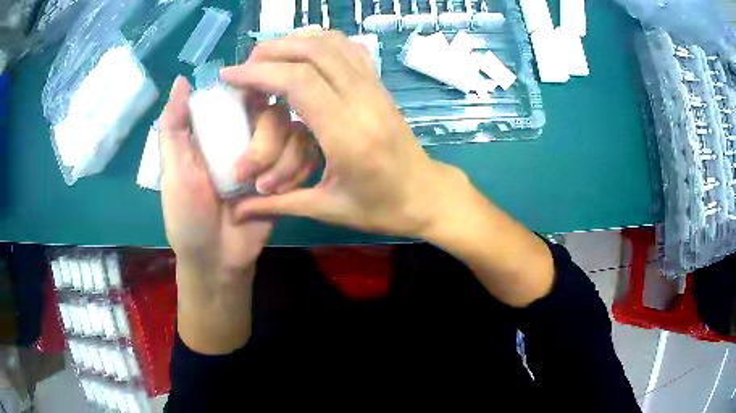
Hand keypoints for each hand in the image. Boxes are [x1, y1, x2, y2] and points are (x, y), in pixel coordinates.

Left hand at [159, 76, 315, 352]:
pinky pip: (308, 159)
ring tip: (263, 191)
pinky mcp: (289, 177)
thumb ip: (174, 126)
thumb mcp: (173, 171)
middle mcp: (248, 136)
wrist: (218, 260)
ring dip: (283, 163)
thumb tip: (181, 79)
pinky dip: (296, 173)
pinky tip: (279, 194)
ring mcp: (271, 156)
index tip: (256, 101)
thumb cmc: (188, 217)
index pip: (246, 92)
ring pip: (298, 134)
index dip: (257, 88)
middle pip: (277, 113)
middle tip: (244, 175)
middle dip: (267, 143)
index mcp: (219, 129)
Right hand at [221, 30, 464, 237]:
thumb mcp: (327, 210)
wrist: (427, 196)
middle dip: (272, 51)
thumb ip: (278, 205)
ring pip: (334, 43)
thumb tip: (236, 211)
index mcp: (348, 136)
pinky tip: (302, 55)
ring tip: (268, 58)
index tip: (230, 76)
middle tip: (245, 66)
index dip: (258, 72)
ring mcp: (376, 89)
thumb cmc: (381, 209)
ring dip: (296, 42)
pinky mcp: (381, 86)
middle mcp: (364, 102)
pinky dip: (321, 43)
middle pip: (314, 52)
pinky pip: (351, 49)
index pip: (298, 82)